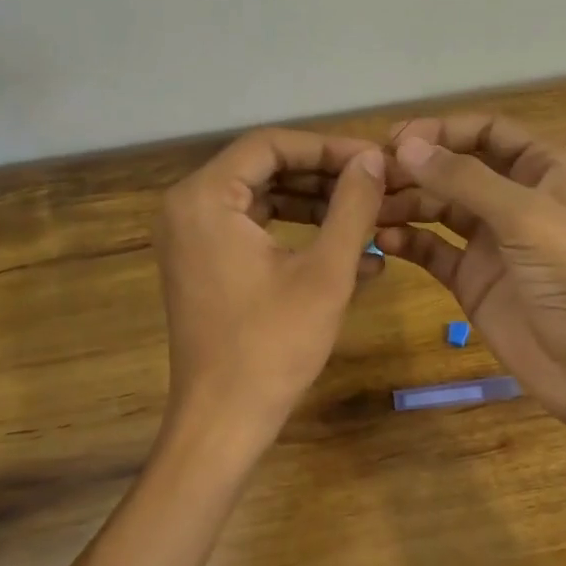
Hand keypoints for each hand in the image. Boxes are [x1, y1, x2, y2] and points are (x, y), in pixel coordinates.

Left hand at [153, 128, 387, 459]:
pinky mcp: (205, 266)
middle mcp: (188, 208)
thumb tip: (374, 159)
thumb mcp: (325, 272)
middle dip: (326, 177)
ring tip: (372, 217)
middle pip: (266, 169)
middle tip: (377, 185)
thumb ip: (352, 206)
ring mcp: (193, 239)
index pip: (271, 145)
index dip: (328, 147)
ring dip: (319, 207)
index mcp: (205, 198)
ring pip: (265, 201)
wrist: (224, 420)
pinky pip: (256, 232)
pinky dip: (299, 236)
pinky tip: (354, 255)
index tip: (375, 160)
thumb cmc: (273, 345)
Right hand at [378, 115, 565, 450]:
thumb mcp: (523, 215)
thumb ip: (463, 179)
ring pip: (439, 208)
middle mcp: (516, 197)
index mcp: (544, 168)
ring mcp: (492, 240)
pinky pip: (433, 250)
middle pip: (457, 169)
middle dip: (416, 169)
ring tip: (369, 209)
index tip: (395, 140)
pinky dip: (409, 242)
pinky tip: (383, 241)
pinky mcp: (473, 278)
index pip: (488, 131)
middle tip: (371, 178)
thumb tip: (405, 146)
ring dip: (406, 204)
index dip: (443, 131)